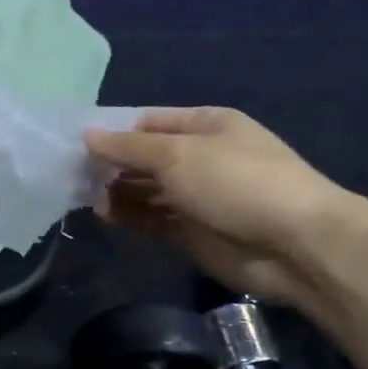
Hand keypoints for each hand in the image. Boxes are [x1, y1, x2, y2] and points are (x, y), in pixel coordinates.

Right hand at [85, 108, 350, 303]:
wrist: (294, 244)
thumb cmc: (237, 183)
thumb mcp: (178, 155)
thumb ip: (128, 148)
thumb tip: (86, 135)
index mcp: (205, 125)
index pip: (148, 123)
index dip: (114, 132)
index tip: (77, 145)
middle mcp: (200, 157)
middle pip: (145, 158)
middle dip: (112, 165)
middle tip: (73, 175)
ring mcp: (197, 197)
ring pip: (146, 190)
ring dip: (117, 192)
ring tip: (85, 197)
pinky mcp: (193, 232)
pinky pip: (153, 219)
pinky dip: (129, 216)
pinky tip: (105, 215)